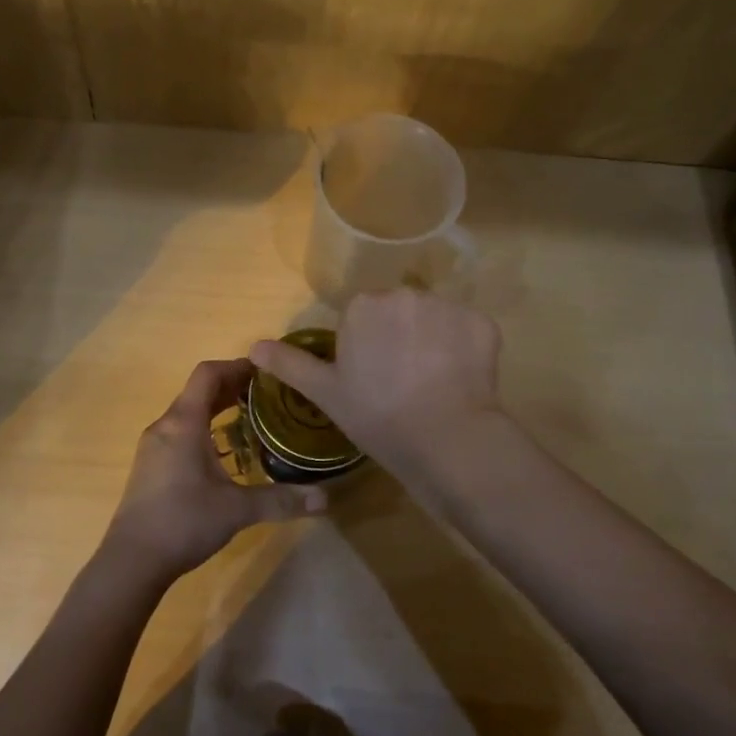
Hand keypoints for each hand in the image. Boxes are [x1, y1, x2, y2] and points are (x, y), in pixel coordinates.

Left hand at [102, 358, 328, 583]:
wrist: (131, 561)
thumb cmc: (183, 522)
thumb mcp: (237, 510)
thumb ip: (281, 500)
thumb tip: (326, 498)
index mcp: (184, 422)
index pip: (208, 374)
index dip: (236, 366)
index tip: (266, 371)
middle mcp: (165, 426)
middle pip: (198, 391)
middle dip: (232, 387)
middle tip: (268, 395)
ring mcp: (154, 446)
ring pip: (188, 412)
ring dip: (217, 409)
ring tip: (251, 420)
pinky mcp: (150, 466)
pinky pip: (180, 432)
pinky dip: (204, 429)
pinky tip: (224, 455)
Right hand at [250, 290, 505, 487]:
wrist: (446, 440)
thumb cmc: (377, 416)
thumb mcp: (326, 393)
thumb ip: (290, 364)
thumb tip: (253, 346)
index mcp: (364, 306)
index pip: (364, 316)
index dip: (368, 346)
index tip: (373, 377)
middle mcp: (405, 294)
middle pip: (400, 312)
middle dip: (400, 336)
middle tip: (402, 381)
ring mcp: (447, 307)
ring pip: (434, 319)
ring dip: (433, 341)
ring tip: (433, 384)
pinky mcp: (482, 324)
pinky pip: (467, 332)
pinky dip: (465, 350)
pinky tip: (460, 382)